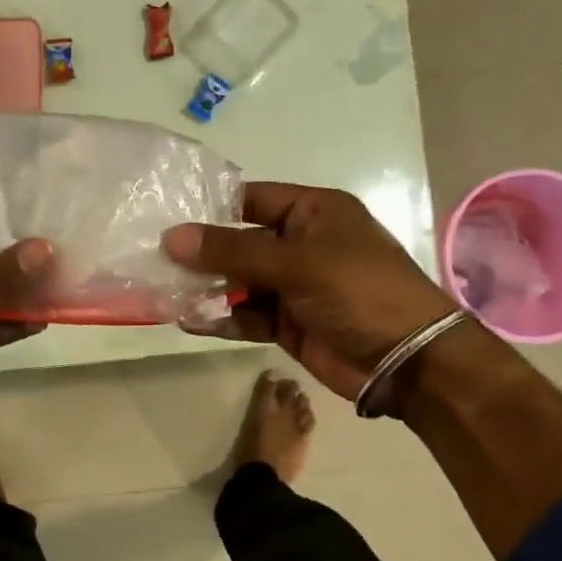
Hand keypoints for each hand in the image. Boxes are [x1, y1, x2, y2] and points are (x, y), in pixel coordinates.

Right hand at [163, 182, 456, 400]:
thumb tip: (173, 237)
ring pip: (239, 282)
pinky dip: (221, 318)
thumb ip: (233, 251)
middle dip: (202, 253)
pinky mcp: (288, 323)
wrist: (407, 360)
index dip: (211, 208)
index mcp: (313, 212)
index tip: (166, 218)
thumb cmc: (359, 291)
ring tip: (165, 292)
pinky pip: (246, 315)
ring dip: (207, 289)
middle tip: (154, 259)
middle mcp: (301, 244)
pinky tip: (189, 321)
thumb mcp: (296, 262)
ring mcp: (294, 286)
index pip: (251, 199)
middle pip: (240, 242)